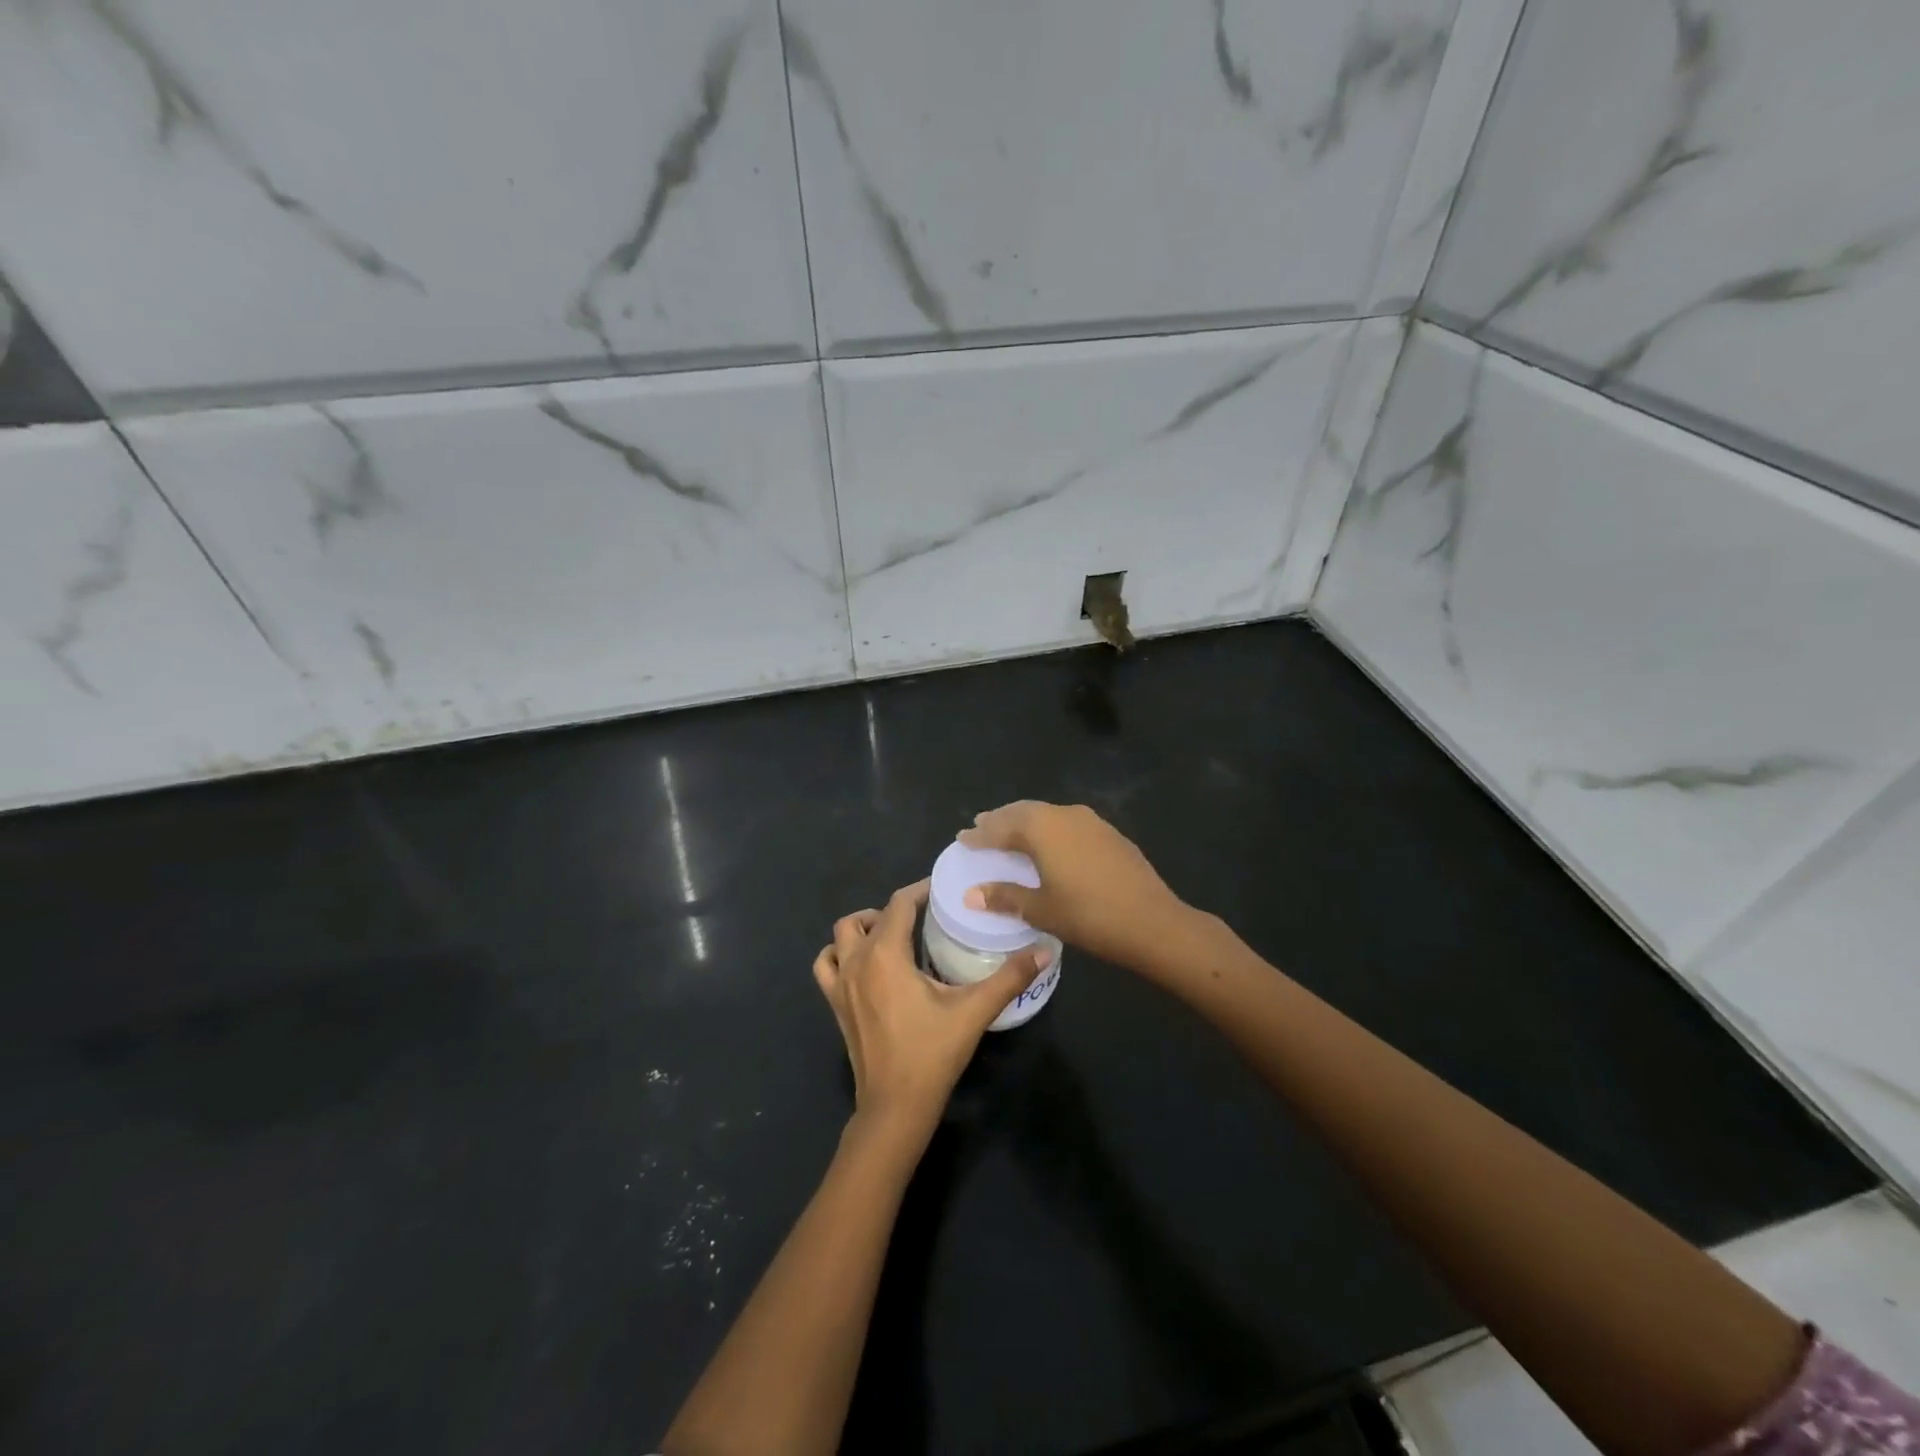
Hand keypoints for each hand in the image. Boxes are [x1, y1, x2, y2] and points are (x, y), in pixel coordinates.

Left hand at [813, 880, 1048, 1140]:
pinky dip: (839, 955)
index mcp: (885, 954)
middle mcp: (857, 961)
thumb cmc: (932, 1053)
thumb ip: (1009, 977)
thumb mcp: (974, 1011)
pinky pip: (826, 966)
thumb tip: (1043, 949)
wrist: (895, 1107)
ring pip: (840, 937)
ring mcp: (840, 985)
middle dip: (893, 910)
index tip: (941, 889)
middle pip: (866, 917)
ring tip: (890, 936)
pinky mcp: (835, 1006)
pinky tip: (863, 966)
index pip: (898, 904)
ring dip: (861, 928)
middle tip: (922, 918)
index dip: (919, 890)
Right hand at [958, 801, 1195, 974]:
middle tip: (981, 827)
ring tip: (1010, 833)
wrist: (1152, 921)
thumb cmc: (1088, 916)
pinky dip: (1049, 830)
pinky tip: (1049, 845)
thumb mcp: (1041, 909)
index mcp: (1041, 828)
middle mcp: (1063, 814)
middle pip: (1023, 812)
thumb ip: (1004, 896)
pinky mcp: (1108, 833)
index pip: (1000, 827)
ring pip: (1047, 814)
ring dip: (1025, 822)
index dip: (979, 835)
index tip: (961, 839)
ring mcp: (1090, 821)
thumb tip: (971, 894)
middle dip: (1000, 820)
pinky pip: (1067, 823)